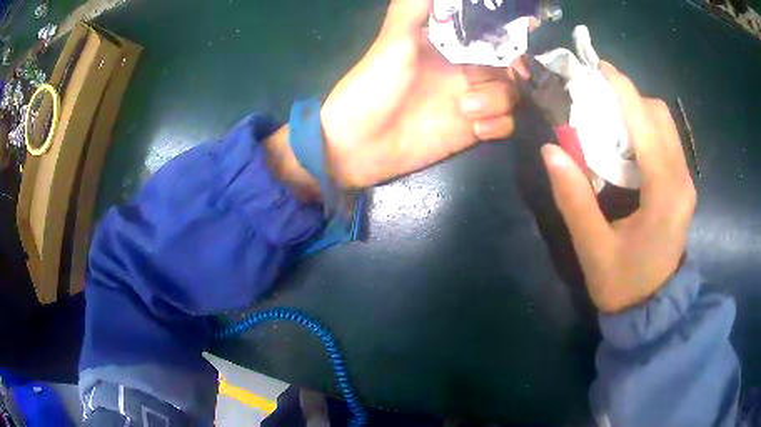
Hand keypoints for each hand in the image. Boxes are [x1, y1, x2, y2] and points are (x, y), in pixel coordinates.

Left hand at [321, 0, 520, 187]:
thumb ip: (412, 10)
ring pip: (510, 94)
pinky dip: (497, 125)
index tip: (525, 31)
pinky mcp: (472, 131)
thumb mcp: (392, 41)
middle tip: (505, 75)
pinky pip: (504, 124)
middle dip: (511, 69)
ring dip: (497, 100)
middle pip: (507, 65)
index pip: (489, 34)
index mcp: (448, 45)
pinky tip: (475, 129)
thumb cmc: (373, 87)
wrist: (359, 145)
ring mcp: (470, 100)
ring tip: (465, 109)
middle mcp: (463, 70)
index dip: (507, 33)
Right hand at [541, 61, 695, 312]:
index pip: (646, 121)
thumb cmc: (623, 285)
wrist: (652, 309)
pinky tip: (623, 141)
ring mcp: (685, 181)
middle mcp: (682, 178)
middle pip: (658, 114)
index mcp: (665, 192)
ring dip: (636, 110)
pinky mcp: (682, 185)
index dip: (621, 87)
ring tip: (606, 116)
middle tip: (595, 97)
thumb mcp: (593, 249)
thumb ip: (574, 199)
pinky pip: (665, 140)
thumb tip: (551, 149)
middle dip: (628, 95)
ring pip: (664, 124)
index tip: (594, 67)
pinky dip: (644, 127)